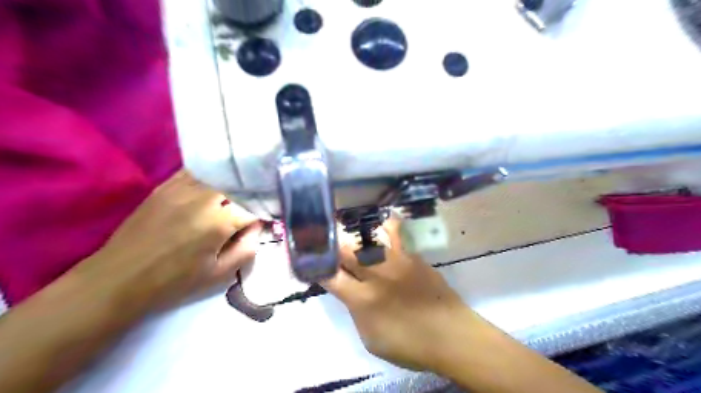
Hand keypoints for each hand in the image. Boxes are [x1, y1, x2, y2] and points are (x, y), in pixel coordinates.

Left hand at [74, 171, 260, 311]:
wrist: (119, 278)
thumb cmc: (174, 281)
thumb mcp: (220, 274)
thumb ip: (247, 249)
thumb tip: (256, 228)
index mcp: (219, 222)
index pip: (254, 209)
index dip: (262, 216)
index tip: (261, 224)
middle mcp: (204, 198)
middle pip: (239, 187)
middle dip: (249, 197)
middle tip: (249, 210)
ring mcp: (182, 188)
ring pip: (219, 175)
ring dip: (231, 185)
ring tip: (233, 197)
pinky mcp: (166, 186)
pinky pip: (196, 172)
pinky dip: (210, 177)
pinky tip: (211, 188)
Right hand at [321, 217, 470, 372]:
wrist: (450, 334)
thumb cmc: (409, 344)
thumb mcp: (372, 338)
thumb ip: (356, 312)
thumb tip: (349, 292)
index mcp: (362, 300)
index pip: (330, 277)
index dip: (317, 268)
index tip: (312, 263)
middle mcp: (375, 275)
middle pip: (345, 252)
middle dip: (332, 247)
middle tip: (327, 243)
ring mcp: (395, 262)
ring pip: (368, 238)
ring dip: (355, 234)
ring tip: (348, 225)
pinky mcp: (411, 256)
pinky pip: (396, 233)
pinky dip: (387, 225)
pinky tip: (383, 218)